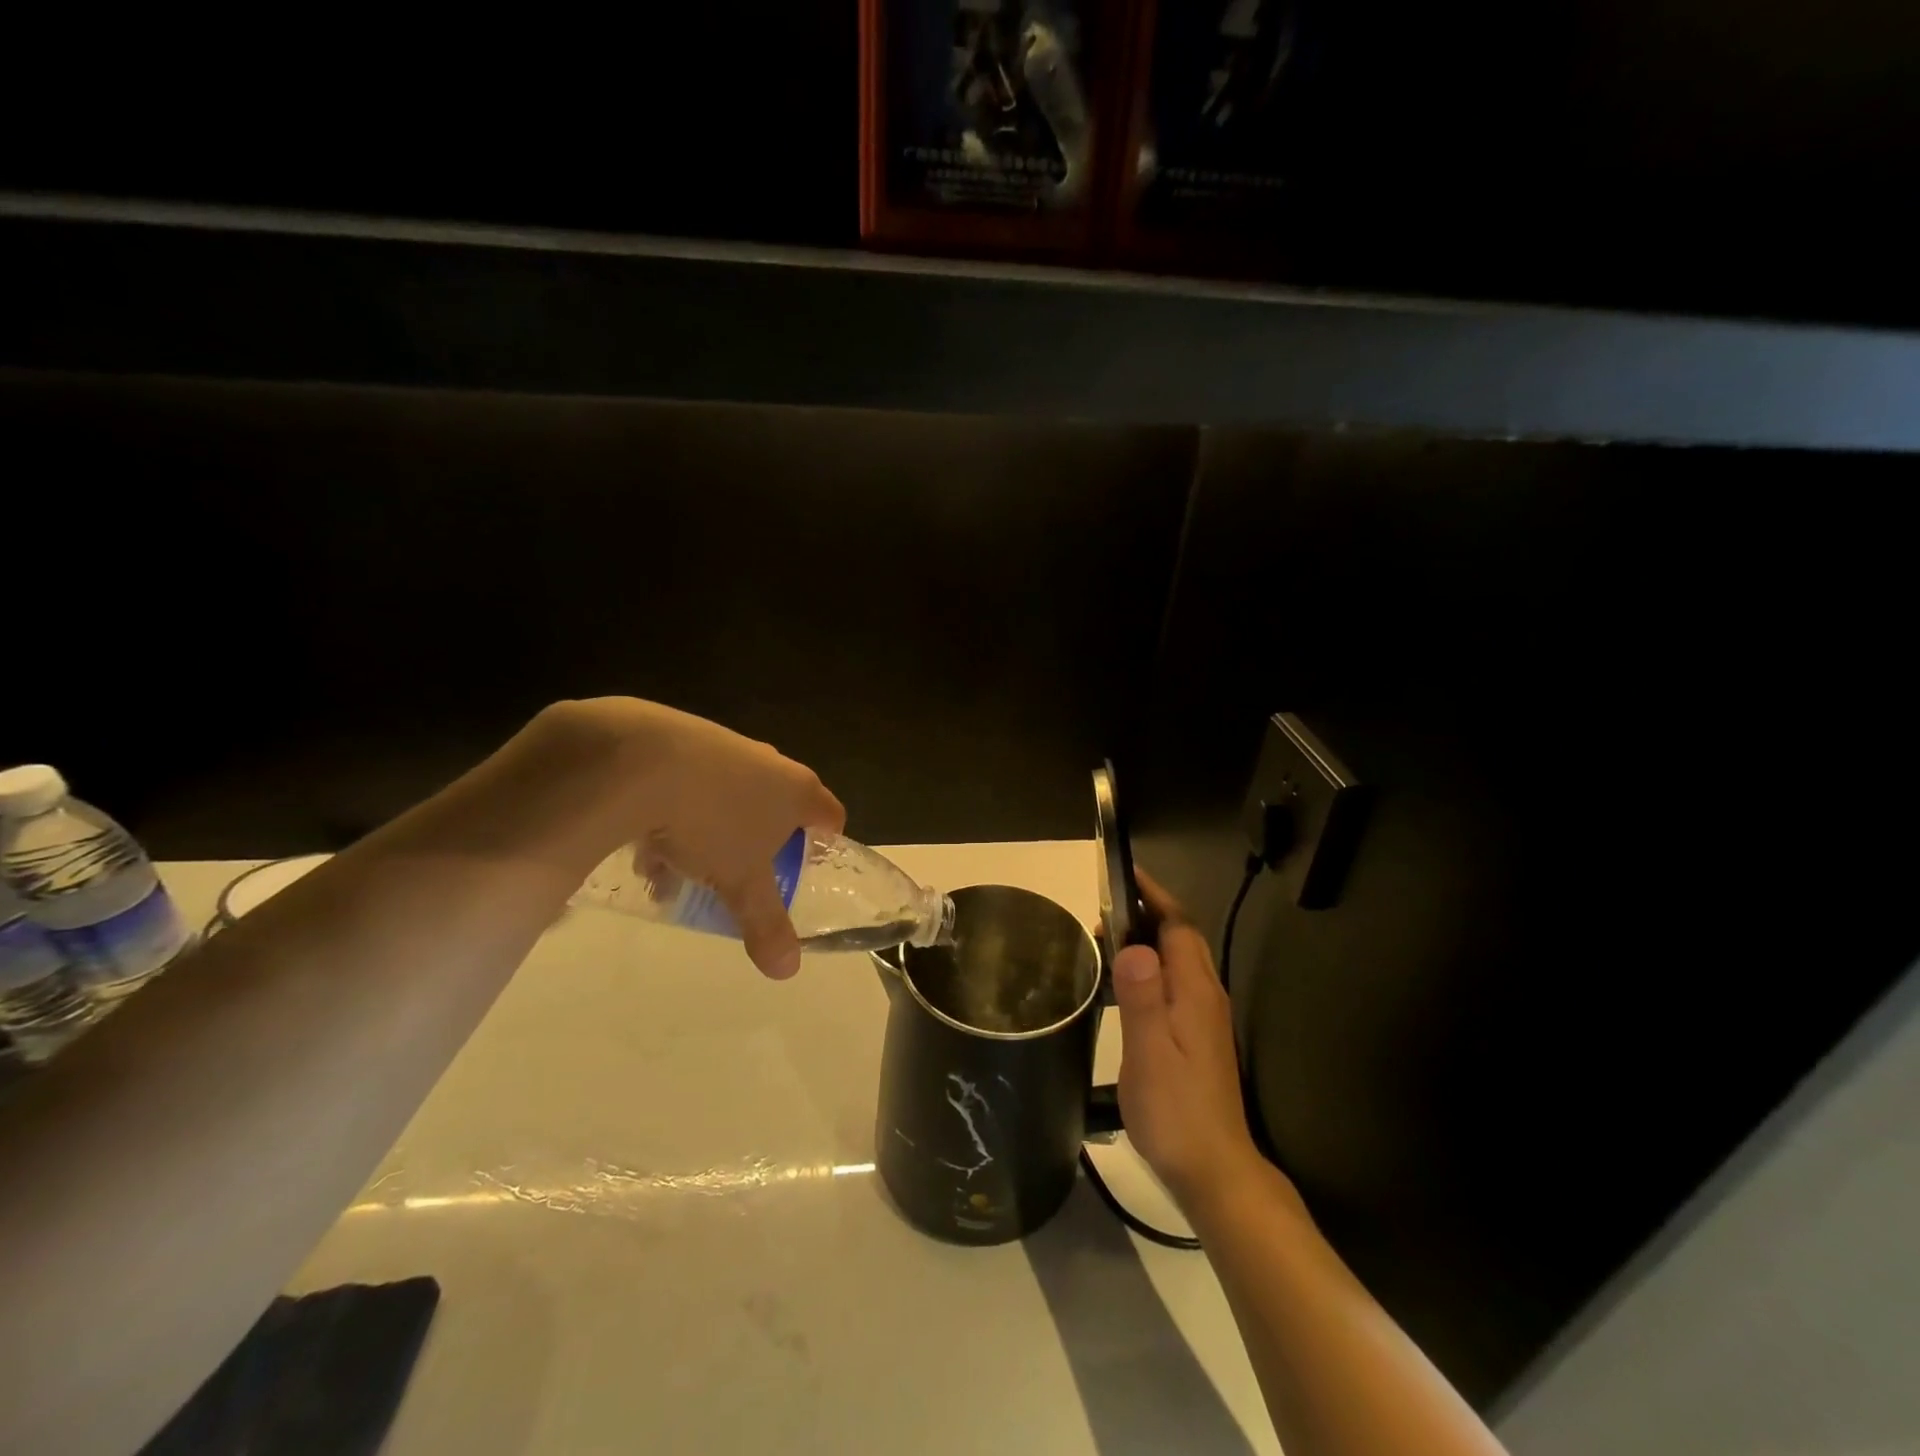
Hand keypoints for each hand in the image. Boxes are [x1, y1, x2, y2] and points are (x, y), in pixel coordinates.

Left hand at [535, 699, 844, 978]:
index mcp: (797, 790)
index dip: (825, 842)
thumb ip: (766, 924)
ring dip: (714, 830)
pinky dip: (679, 809)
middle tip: (741, 873)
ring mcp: (727, 745)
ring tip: (680, 867)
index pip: (830, 814)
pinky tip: (647, 839)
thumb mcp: (740, 883)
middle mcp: (770, 761)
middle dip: (760, 842)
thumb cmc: (711, 822)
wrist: (638, 760)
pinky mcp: (684, 737)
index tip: (806, 866)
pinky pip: (693, 781)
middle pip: (778, 805)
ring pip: (731, 796)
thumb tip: (788, 971)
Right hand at [1112, 869, 1266, 1214]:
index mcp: (1195, 992)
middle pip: (1183, 937)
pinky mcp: (1199, 1037)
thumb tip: (1133, 945)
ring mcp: (1206, 1017)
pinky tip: (1127, 985)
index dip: (1154, 895)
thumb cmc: (1176, 1111)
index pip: (1178, 925)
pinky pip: (1176, 982)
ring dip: (1149, 939)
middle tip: (1105, 909)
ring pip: (1181, 960)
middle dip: (1149, 912)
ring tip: (1108, 939)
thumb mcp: (1149, 1053)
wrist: (1215, 1171)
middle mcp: (1206, 996)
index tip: (1125, 872)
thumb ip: (1142, 997)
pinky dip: (1152, 966)